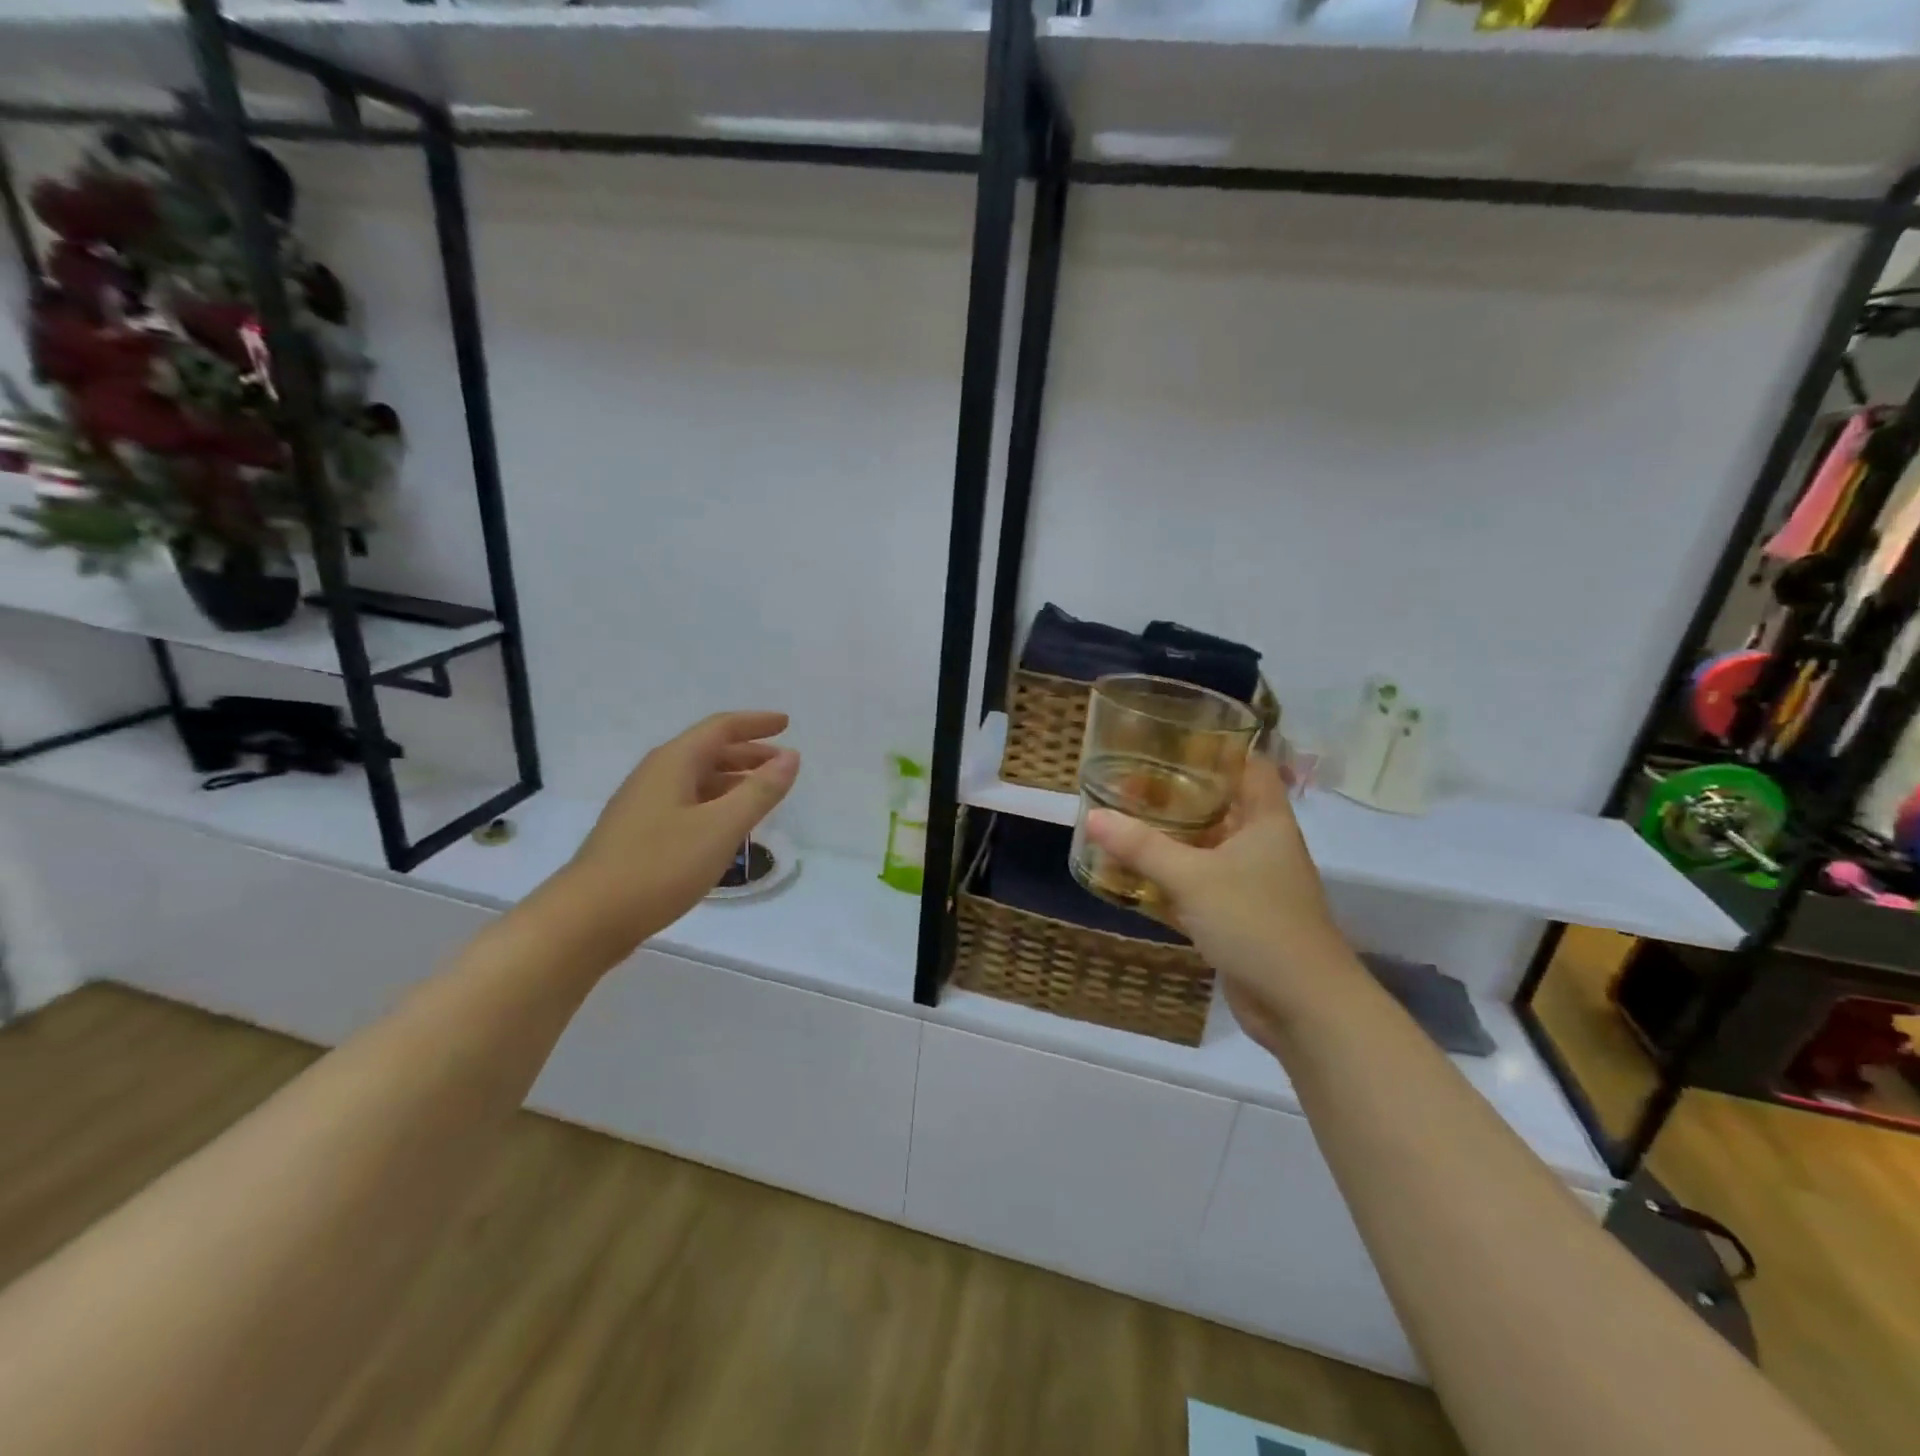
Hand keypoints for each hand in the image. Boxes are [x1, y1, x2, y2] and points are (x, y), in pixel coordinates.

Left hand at [566, 711, 799, 954]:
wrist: (587, 918)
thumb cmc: (659, 866)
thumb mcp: (721, 827)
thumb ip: (760, 791)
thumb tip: (791, 757)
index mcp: (674, 763)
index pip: (720, 728)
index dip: (755, 723)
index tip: (786, 723)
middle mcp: (656, 775)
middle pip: (708, 751)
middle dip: (747, 753)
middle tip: (782, 763)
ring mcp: (643, 805)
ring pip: (697, 780)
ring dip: (733, 780)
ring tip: (762, 795)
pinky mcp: (639, 834)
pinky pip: (687, 803)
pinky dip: (715, 803)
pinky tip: (727, 827)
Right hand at [1085, 756, 1357, 1048]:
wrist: (1302, 1006)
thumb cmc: (1256, 923)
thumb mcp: (1193, 878)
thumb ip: (1142, 847)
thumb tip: (1093, 816)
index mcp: (1266, 822)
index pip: (1250, 767)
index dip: (1219, 748)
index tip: (1175, 738)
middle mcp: (1262, 846)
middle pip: (1222, 806)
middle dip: (1180, 794)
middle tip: (1132, 780)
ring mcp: (1252, 884)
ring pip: (1207, 849)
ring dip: (1172, 839)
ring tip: (1125, 820)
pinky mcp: (1239, 918)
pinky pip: (1200, 887)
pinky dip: (1171, 880)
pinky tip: (1134, 876)